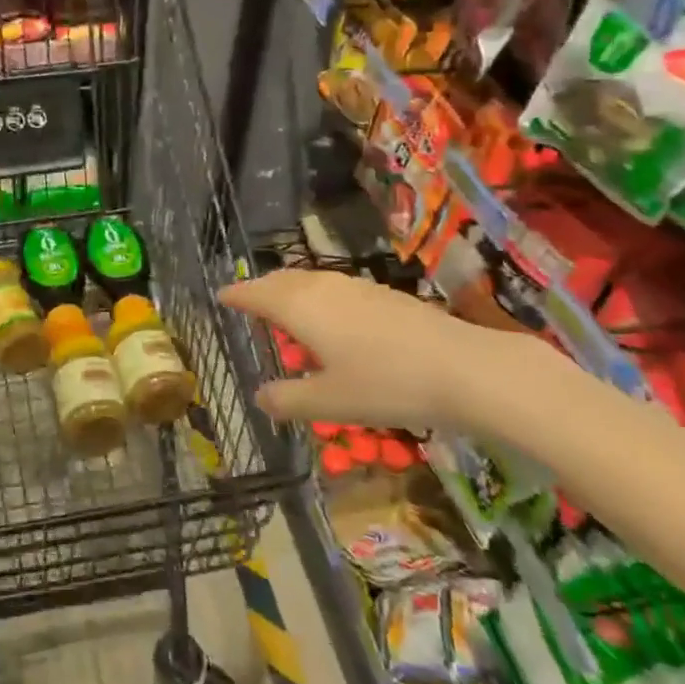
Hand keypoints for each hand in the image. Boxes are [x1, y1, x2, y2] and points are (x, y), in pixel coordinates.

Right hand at [219, 271, 507, 429]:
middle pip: (281, 281)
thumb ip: (289, 399)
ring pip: (309, 282)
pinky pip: (333, 289)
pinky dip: (317, 299)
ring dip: (290, 294)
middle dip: (261, 290)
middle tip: (248, 304)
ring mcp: (355, 287)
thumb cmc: (386, 384)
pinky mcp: (382, 294)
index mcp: (299, 307)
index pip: (255, 294)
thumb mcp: (330, 402)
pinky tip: (332, 324)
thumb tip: (259, 397)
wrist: (464, 368)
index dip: (236, 295)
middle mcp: (322, 288)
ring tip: (286, 316)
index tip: (220, 296)